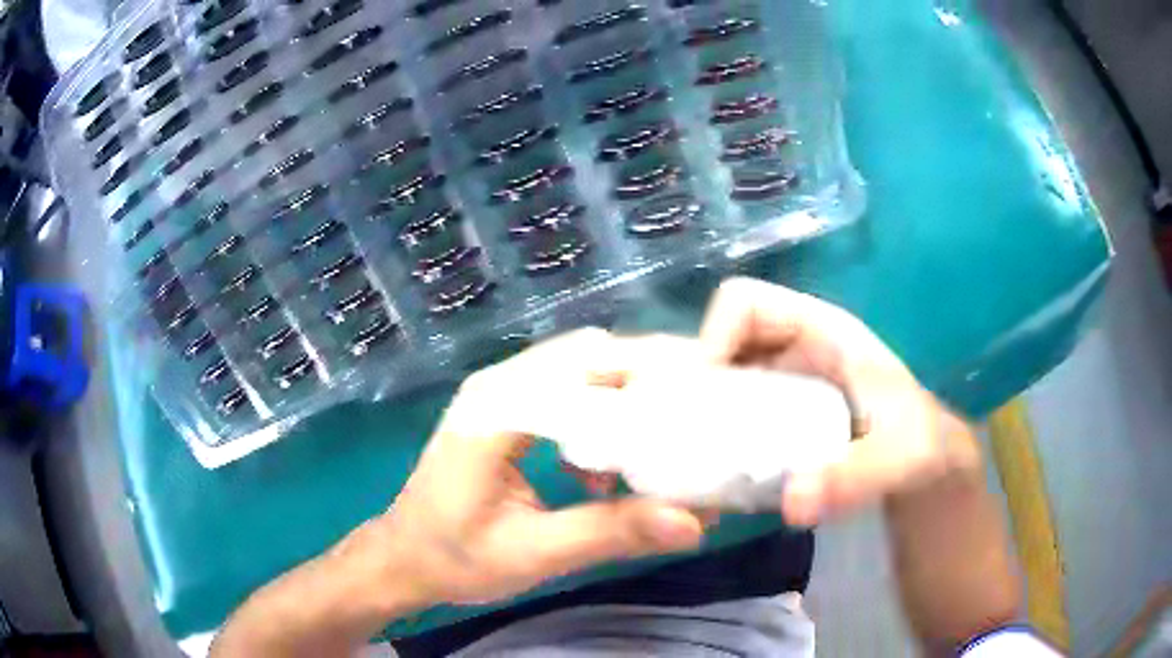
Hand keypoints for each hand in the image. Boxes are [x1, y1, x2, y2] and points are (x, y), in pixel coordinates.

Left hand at [372, 330, 706, 607]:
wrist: (403, 559)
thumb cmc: (456, 559)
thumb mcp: (534, 554)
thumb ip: (610, 533)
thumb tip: (692, 521)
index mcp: (498, 409)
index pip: (587, 365)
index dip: (650, 371)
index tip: (706, 392)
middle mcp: (500, 385)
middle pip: (589, 356)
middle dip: (649, 379)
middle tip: (700, 414)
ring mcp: (500, 394)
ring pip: (581, 370)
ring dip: (627, 396)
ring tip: (666, 438)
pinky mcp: (506, 411)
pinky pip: (566, 392)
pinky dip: (602, 413)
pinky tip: (610, 463)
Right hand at [697, 278, 981, 524]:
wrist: (922, 464)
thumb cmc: (916, 442)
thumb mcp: (898, 458)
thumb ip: (855, 477)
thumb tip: (792, 504)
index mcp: (818, 330)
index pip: (744, 303)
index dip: (713, 335)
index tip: (703, 397)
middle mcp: (791, 349)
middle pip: (719, 343)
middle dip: (693, 384)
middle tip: (681, 439)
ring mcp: (780, 383)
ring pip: (717, 380)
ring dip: (697, 415)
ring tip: (689, 461)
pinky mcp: (774, 416)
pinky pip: (727, 414)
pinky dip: (713, 439)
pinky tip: (715, 475)